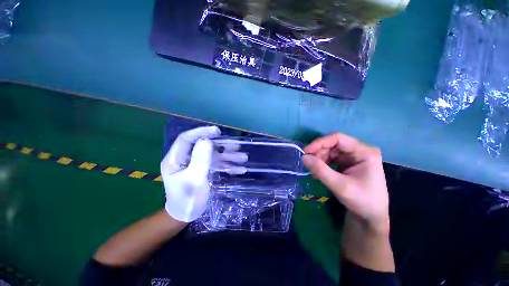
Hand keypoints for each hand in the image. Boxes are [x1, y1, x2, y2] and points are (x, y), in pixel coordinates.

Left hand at [161, 126, 247, 222]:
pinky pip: (216, 164)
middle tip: (236, 146)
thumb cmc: (186, 199)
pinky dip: (228, 166)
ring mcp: (196, 164)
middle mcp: (185, 159)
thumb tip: (206, 140)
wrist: (186, 216)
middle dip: (222, 146)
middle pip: (204, 146)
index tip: (217, 131)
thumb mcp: (194, 179)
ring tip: (244, 158)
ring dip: (228, 156)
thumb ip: (200, 159)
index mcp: (175, 159)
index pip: (186, 139)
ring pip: (213, 155)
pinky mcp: (204, 170)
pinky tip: (240, 169)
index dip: (201, 132)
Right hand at [302, 133, 388, 232]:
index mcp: (364, 152)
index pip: (338, 139)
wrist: (370, 216)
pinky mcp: (346, 162)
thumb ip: (321, 170)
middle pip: (332, 144)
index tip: (306, 151)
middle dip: (318, 152)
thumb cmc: (362, 201)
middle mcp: (358, 150)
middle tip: (308, 163)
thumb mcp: (340, 186)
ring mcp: (352, 156)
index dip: (320, 143)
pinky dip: (321, 163)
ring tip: (313, 171)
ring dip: (319, 158)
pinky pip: (329, 157)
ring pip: (329, 150)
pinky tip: (317, 172)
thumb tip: (303, 157)